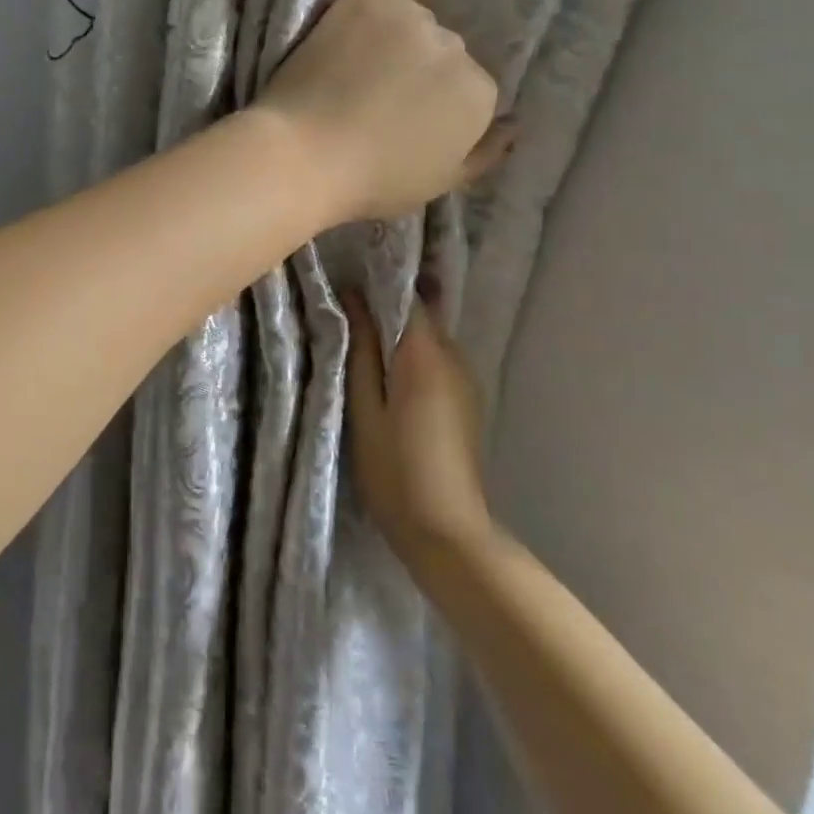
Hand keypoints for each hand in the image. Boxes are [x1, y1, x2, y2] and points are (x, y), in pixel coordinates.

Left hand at [258, 0, 504, 223]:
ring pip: (419, 20)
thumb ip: (484, 153)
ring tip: (361, 63)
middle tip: (378, 92)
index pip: (469, 88)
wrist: (303, 157)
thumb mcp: (440, 184)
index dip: (436, 104)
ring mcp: (415, 20)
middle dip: (420, 70)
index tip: (406, 117)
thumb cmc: (370, 182)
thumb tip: (514, 125)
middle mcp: (458, 50)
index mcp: (480, 96)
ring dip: (400, 37)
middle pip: (445, 52)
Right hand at [346, 291, 494, 570]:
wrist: (448, 533)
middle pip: (421, 315)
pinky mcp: (467, 401)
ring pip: (428, 339)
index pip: (408, 296)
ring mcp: (466, 380)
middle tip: (346, 311)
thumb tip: (352, 298)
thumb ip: (362, 351)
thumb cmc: (395, 470)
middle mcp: (454, 358)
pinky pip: (437, 362)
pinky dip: (413, 357)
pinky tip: (389, 375)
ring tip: (362, 342)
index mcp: (426, 354)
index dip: (380, 283)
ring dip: (399, 335)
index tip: (348, 280)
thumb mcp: (365, 409)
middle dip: (387, 307)